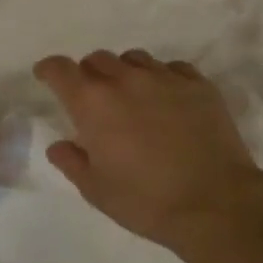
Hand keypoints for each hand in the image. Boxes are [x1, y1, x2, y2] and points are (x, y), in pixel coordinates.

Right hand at [33, 51, 262, 254]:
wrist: (215, 203)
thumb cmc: (146, 201)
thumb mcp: (97, 190)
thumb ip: (72, 162)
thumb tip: (59, 145)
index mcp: (93, 103)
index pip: (60, 69)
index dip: (49, 69)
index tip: (46, 76)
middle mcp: (126, 80)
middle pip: (98, 59)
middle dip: (89, 74)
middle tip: (93, 99)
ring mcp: (165, 78)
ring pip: (135, 59)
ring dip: (125, 73)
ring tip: (132, 98)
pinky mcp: (198, 84)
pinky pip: (171, 68)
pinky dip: (161, 78)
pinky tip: (167, 101)